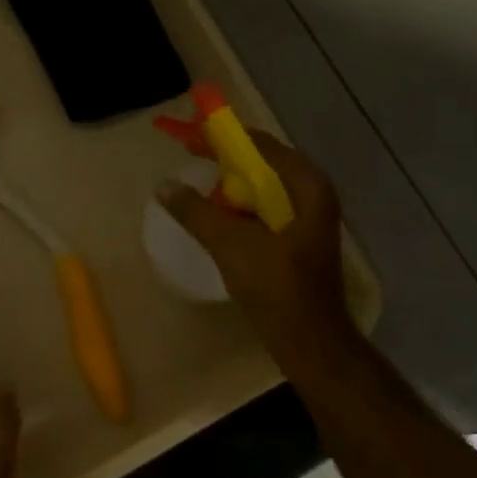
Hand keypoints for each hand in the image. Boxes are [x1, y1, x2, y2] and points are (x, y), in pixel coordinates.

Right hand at [159, 132, 349, 337]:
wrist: (311, 342)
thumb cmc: (276, 288)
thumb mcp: (231, 245)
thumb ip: (196, 212)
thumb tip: (163, 185)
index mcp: (306, 186)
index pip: (259, 144)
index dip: (222, 137)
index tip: (190, 134)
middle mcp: (312, 194)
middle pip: (262, 163)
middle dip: (225, 160)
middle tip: (190, 158)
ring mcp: (308, 218)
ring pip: (263, 188)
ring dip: (232, 185)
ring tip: (199, 188)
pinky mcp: (299, 239)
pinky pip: (265, 209)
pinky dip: (241, 207)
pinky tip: (218, 217)